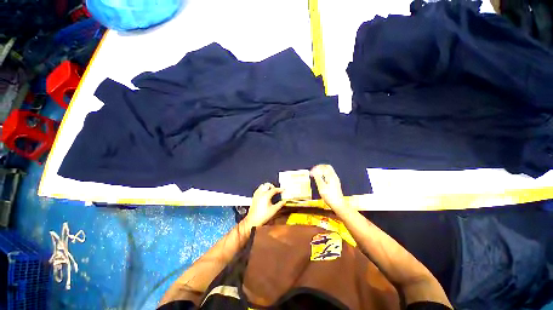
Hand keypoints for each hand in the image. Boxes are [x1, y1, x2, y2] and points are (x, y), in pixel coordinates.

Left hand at [244, 183, 285, 227]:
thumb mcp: (274, 210)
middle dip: (272, 186)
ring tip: (270, 190)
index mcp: (266, 195)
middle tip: (276, 189)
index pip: (274, 189)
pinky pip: (258, 190)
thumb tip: (283, 202)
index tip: (283, 190)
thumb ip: (280, 204)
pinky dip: (262, 189)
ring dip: (266, 187)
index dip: (279, 189)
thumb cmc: (262, 216)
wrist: (253, 220)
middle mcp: (260, 194)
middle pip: (267, 185)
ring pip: (262, 186)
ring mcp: (256, 195)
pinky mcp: (254, 198)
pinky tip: (264, 194)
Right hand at [311, 164, 346, 210]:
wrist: (338, 205)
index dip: (316, 168)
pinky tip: (321, 180)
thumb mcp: (321, 186)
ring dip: (322, 171)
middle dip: (320, 167)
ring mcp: (335, 180)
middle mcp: (334, 176)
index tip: (311, 172)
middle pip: (327, 167)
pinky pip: (329, 175)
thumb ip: (317, 177)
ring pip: (328, 171)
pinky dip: (324, 175)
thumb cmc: (329, 196)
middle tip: (314, 171)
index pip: (323, 167)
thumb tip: (313, 171)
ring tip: (316, 175)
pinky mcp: (335, 184)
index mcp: (331, 176)